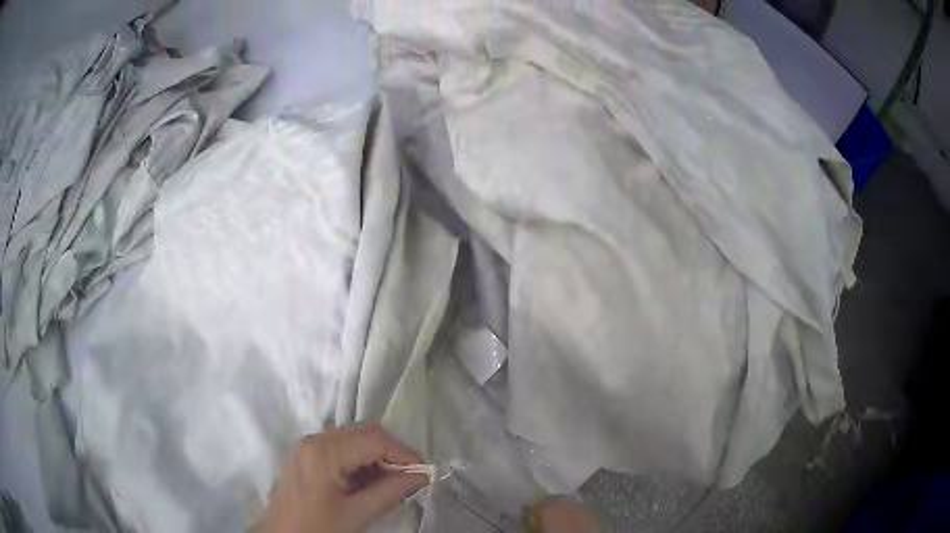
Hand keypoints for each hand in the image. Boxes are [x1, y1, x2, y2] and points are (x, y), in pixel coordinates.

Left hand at [257, 422, 427, 532]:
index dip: (404, 453)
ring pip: (354, 440)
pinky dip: (360, 462)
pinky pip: (341, 449)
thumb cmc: (316, 527)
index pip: (374, 439)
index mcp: (325, 451)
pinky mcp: (306, 457)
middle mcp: (315, 439)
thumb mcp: (356, 514)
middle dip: (391, 453)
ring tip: (392, 484)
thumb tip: (421, 476)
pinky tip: (369, 484)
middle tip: (410, 478)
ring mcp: (308, 447)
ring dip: (377, 458)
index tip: (424, 472)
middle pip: (364, 433)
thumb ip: (390, 492)